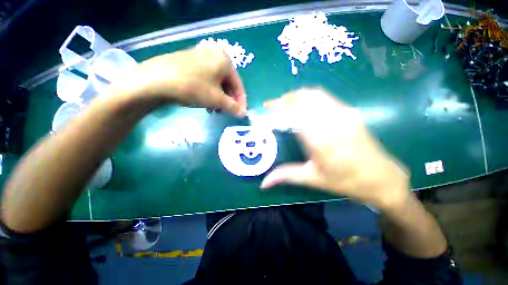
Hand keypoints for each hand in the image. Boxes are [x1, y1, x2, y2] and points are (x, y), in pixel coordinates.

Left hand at [108, 47, 246, 116]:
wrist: (155, 80)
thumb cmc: (193, 88)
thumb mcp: (217, 99)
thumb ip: (233, 107)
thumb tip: (244, 113)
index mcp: (225, 61)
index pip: (239, 85)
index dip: (241, 102)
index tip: (240, 114)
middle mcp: (214, 55)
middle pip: (228, 84)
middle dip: (227, 101)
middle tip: (224, 112)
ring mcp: (201, 58)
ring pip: (217, 83)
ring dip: (218, 99)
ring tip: (212, 109)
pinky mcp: (190, 63)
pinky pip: (206, 80)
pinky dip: (208, 92)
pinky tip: (204, 102)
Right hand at [260, 88, 409, 210]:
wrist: (382, 177)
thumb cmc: (347, 181)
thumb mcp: (313, 179)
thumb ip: (286, 176)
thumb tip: (263, 183)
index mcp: (322, 140)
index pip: (295, 113)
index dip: (278, 107)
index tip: (266, 108)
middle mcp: (333, 121)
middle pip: (303, 98)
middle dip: (284, 99)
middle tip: (272, 107)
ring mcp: (343, 113)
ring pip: (314, 94)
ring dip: (296, 96)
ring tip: (284, 105)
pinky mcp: (349, 111)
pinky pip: (323, 96)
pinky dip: (307, 97)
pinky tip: (301, 106)